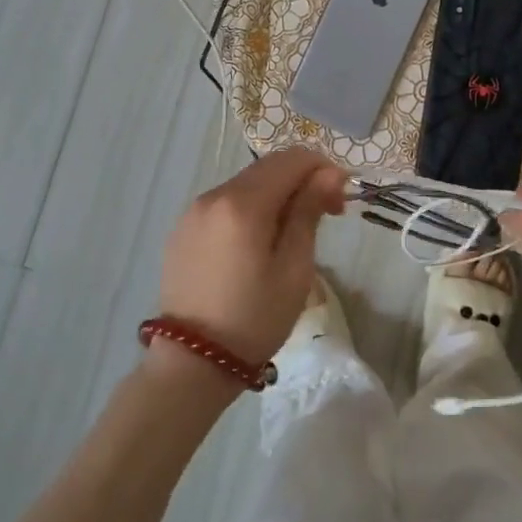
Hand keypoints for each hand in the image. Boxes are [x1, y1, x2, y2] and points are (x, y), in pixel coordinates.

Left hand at [156, 148, 346, 364]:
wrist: (192, 362)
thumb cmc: (254, 318)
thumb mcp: (294, 268)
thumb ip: (309, 212)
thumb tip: (329, 173)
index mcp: (243, 203)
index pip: (292, 159)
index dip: (323, 170)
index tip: (340, 203)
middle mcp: (213, 195)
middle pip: (268, 167)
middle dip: (302, 181)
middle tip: (325, 217)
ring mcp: (193, 211)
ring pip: (246, 184)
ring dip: (276, 195)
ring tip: (291, 235)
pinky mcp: (182, 229)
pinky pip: (225, 204)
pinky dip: (250, 209)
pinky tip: (257, 244)